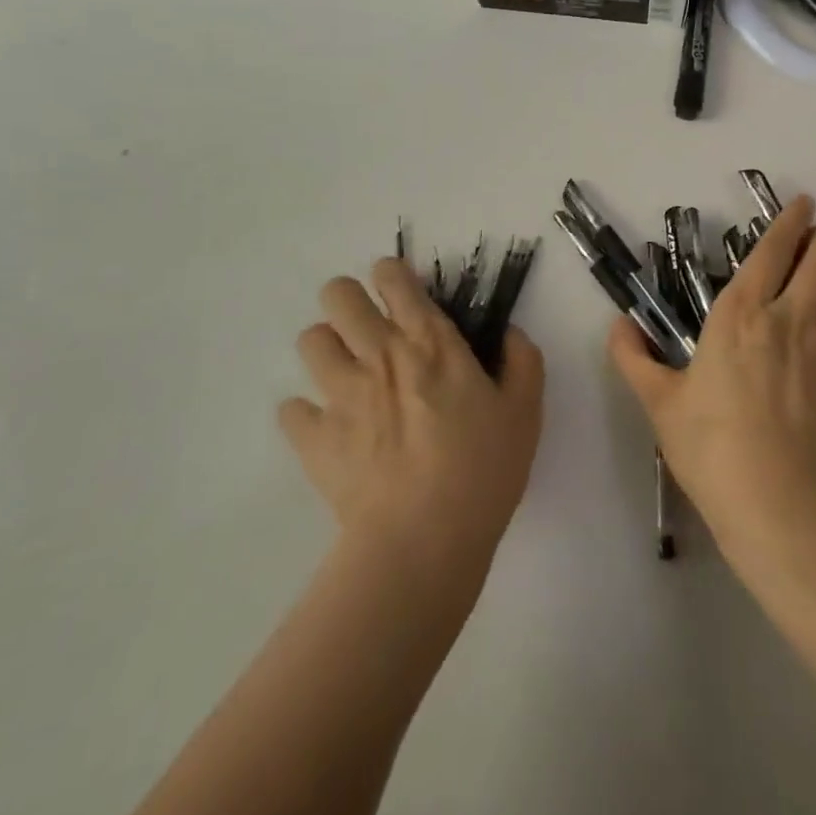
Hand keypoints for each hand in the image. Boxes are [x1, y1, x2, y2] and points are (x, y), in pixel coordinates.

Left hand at [280, 258, 544, 569]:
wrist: (423, 540)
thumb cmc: (483, 469)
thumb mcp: (525, 411)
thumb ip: (522, 361)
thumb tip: (509, 333)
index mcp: (430, 342)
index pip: (394, 278)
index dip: (391, 275)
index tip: (400, 292)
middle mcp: (380, 354)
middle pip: (338, 295)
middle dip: (349, 300)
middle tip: (367, 329)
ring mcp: (340, 394)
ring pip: (310, 341)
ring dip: (327, 350)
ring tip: (346, 374)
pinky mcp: (314, 438)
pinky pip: (290, 409)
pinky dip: (306, 414)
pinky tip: (327, 428)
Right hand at [607, 196, 815, 557]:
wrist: (775, 506)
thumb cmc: (710, 448)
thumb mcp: (658, 402)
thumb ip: (632, 357)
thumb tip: (617, 324)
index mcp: (742, 314)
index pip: (774, 248)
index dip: (791, 219)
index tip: (803, 203)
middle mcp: (792, 319)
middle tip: (813, 247)